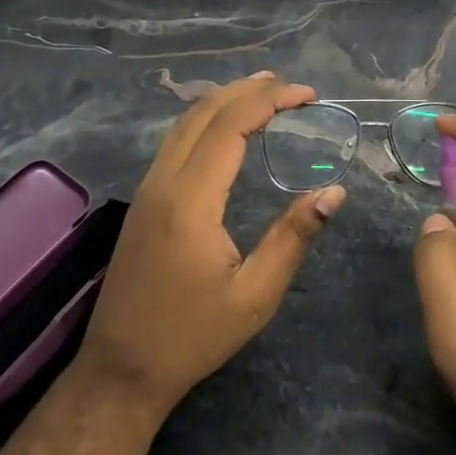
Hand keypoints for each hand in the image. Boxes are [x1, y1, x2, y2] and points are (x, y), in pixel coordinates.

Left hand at [79, 72, 345, 415]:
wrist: (122, 368)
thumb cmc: (193, 335)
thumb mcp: (254, 295)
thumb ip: (293, 237)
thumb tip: (333, 193)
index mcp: (191, 199)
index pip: (230, 126)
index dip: (270, 101)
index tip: (307, 95)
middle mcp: (164, 181)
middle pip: (204, 111)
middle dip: (248, 89)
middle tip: (291, 87)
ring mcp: (148, 187)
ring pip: (184, 121)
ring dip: (224, 98)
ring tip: (264, 91)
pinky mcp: (143, 198)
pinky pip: (175, 139)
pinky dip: (206, 118)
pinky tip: (226, 125)